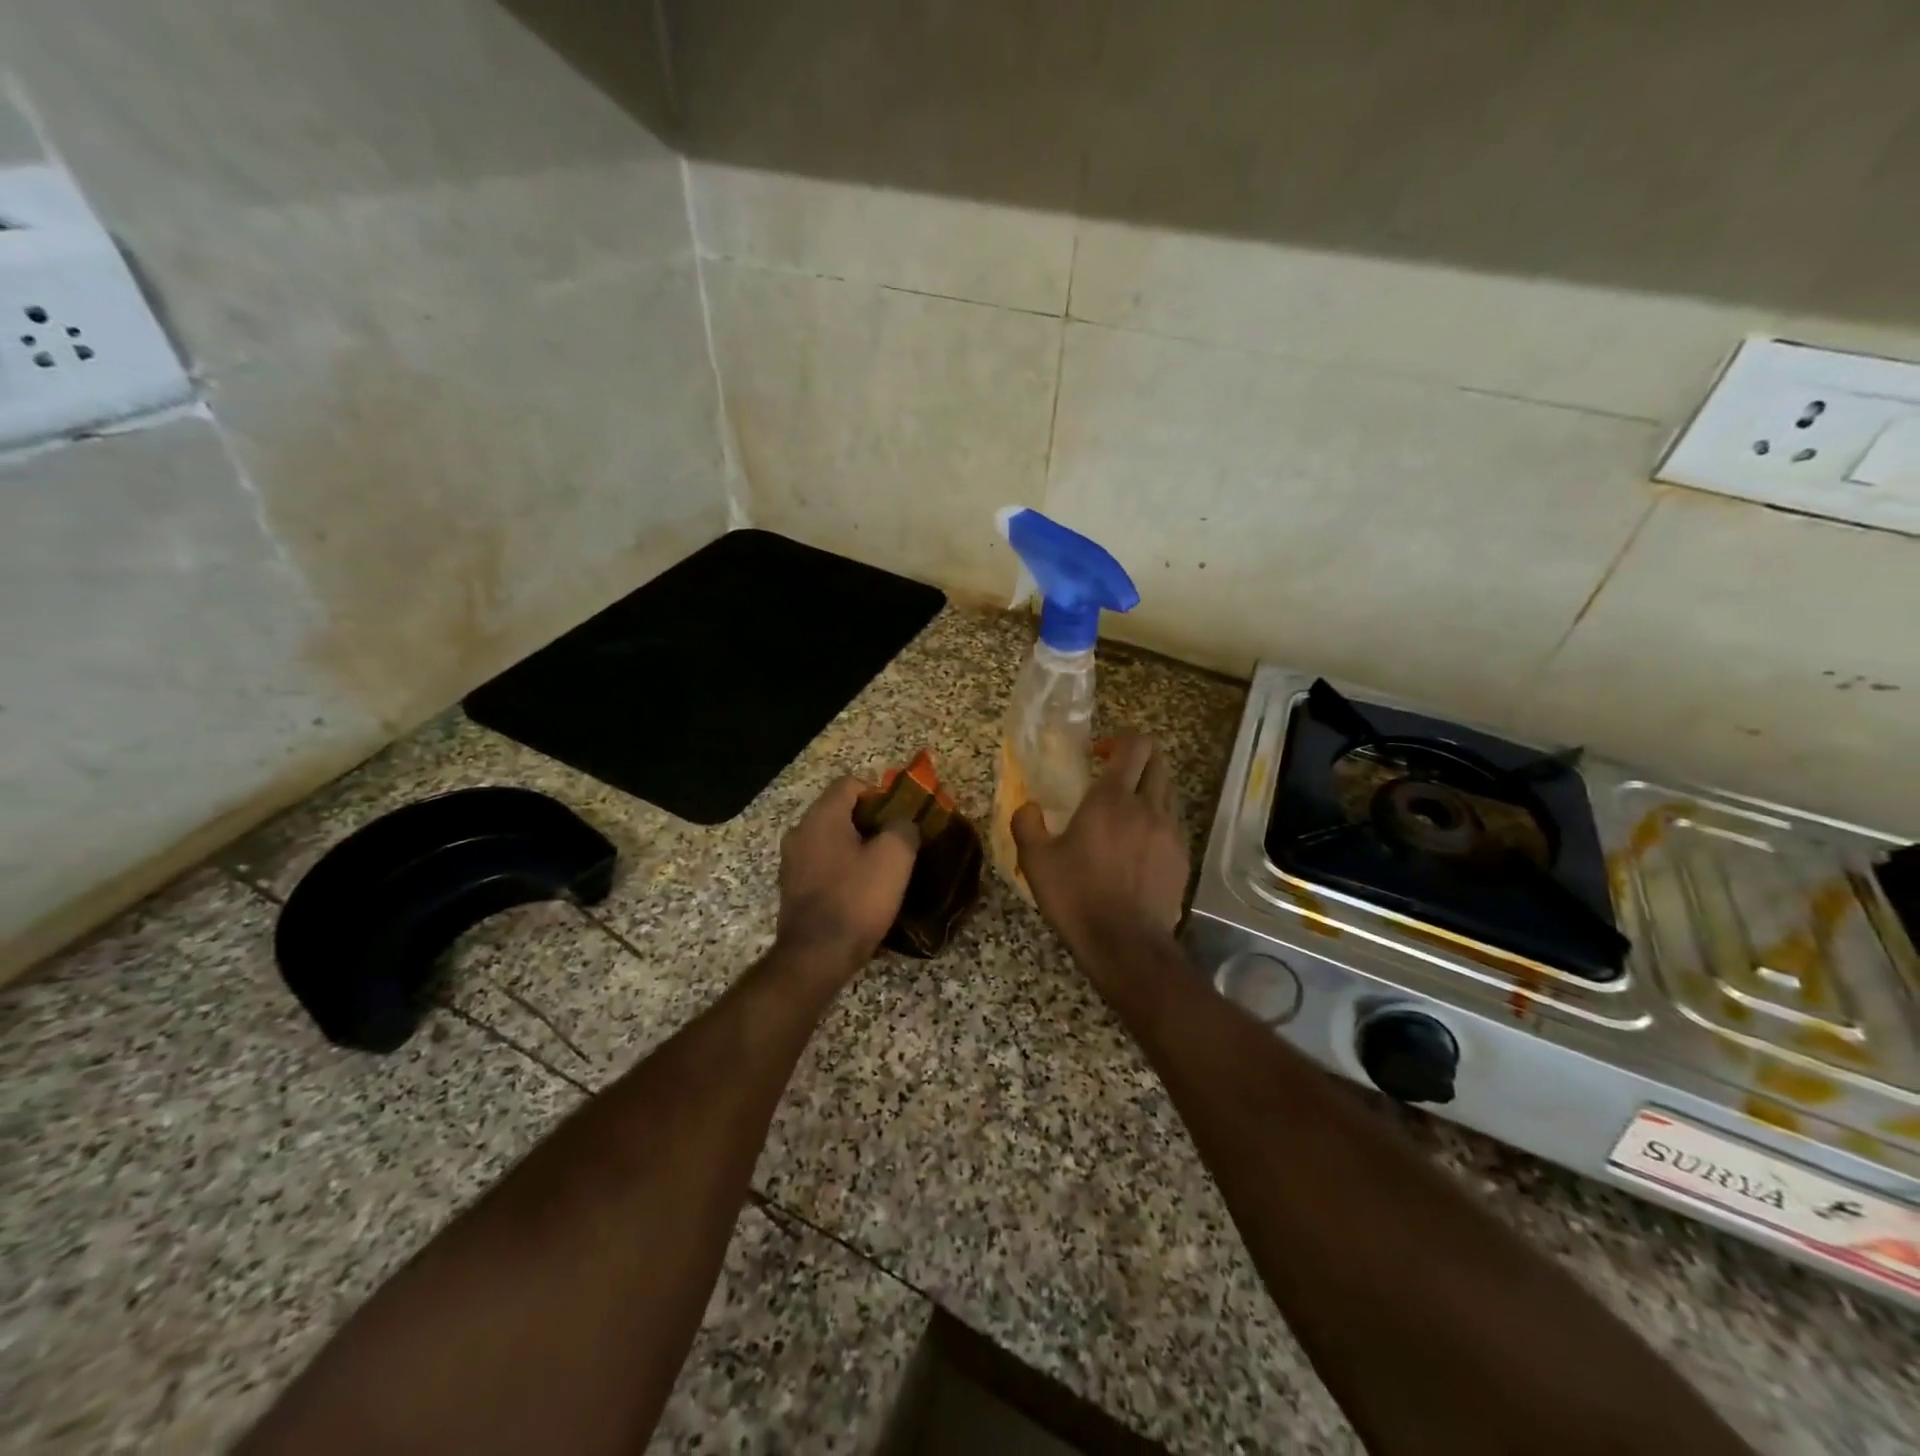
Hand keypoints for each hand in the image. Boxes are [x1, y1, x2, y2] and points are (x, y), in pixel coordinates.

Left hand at [776, 776, 919, 977]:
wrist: (816, 957)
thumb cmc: (857, 899)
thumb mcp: (894, 858)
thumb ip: (903, 828)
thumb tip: (901, 823)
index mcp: (821, 817)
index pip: (850, 784)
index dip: (879, 795)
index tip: (899, 819)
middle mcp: (800, 832)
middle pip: (839, 811)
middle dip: (870, 822)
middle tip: (896, 844)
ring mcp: (792, 862)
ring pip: (831, 839)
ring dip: (857, 847)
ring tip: (882, 870)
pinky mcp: (793, 888)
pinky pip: (822, 864)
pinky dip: (843, 869)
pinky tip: (861, 891)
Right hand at [1011, 736, 1189, 957]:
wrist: (1127, 944)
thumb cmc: (1078, 897)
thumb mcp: (1036, 862)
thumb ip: (1027, 825)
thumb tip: (1028, 807)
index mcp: (1112, 799)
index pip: (1134, 746)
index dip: (1119, 740)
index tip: (1099, 755)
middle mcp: (1148, 807)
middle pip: (1158, 761)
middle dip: (1138, 759)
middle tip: (1113, 775)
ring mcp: (1171, 832)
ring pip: (1168, 791)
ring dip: (1149, 788)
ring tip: (1126, 810)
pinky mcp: (1182, 857)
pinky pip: (1173, 822)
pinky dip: (1158, 819)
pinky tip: (1139, 843)